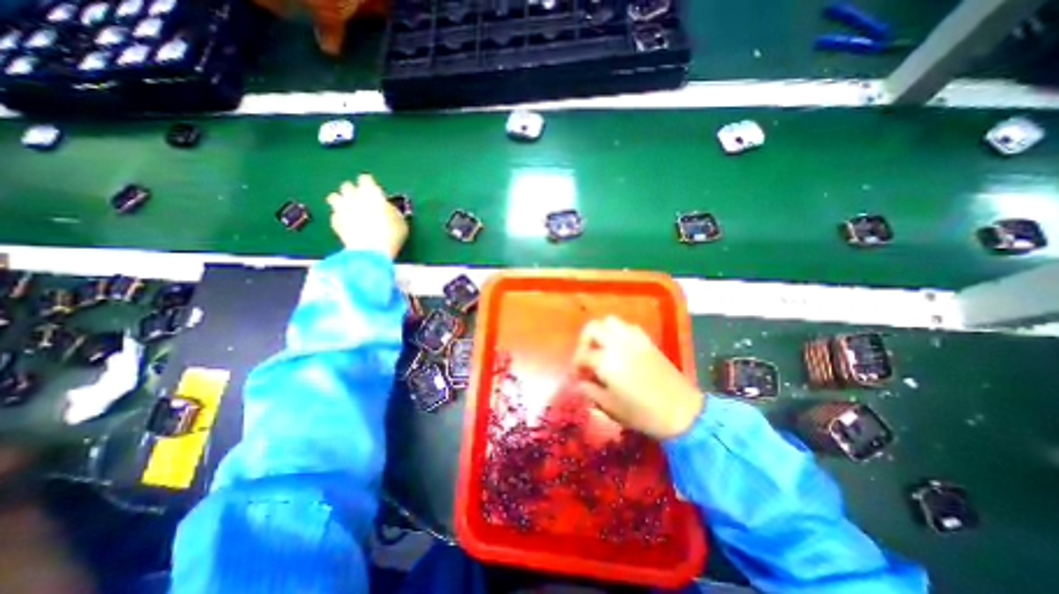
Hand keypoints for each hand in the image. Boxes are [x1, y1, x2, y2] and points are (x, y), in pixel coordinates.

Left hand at [324, 171, 404, 255]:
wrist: (371, 251)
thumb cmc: (391, 234)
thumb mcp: (400, 222)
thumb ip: (392, 211)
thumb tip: (389, 210)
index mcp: (371, 192)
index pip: (365, 179)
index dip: (369, 184)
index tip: (373, 190)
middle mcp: (353, 196)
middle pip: (347, 185)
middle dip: (353, 191)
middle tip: (362, 201)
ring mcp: (341, 208)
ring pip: (334, 197)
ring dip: (341, 201)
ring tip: (350, 210)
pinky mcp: (334, 222)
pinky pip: (335, 215)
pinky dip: (340, 218)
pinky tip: (349, 226)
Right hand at [572, 319, 700, 437]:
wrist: (682, 411)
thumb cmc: (643, 413)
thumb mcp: (611, 406)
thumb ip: (591, 391)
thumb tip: (580, 384)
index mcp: (606, 360)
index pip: (582, 355)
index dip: (576, 365)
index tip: (577, 376)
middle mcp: (617, 343)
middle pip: (592, 328)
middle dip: (584, 341)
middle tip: (586, 357)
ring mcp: (634, 339)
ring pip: (610, 322)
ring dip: (601, 333)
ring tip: (602, 350)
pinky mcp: (647, 341)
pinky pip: (627, 327)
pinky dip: (619, 333)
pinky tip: (621, 349)